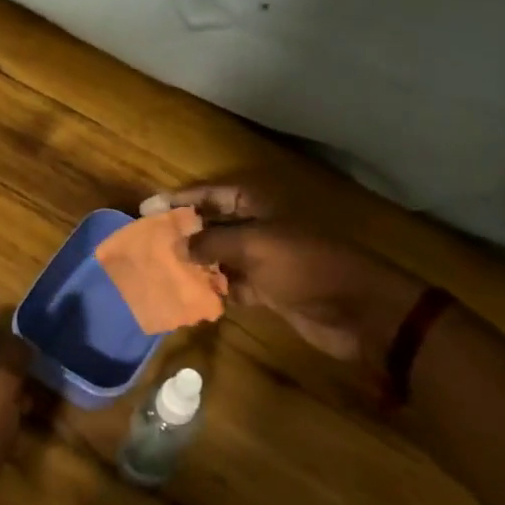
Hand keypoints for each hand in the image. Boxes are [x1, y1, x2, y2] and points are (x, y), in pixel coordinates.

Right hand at [147, 179, 427, 377]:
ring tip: (156, 270)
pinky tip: (184, 296)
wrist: (359, 310)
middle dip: (181, 233)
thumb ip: (212, 242)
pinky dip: (211, 290)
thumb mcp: (256, 245)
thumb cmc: (307, 265)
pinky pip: (230, 285)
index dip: (179, 200)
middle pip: (211, 225)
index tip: (147, 208)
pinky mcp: (267, 290)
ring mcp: (262, 259)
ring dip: (192, 264)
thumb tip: (177, 247)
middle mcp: (257, 227)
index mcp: (258, 205)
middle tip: (145, 242)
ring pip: (217, 257)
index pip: (210, 195)